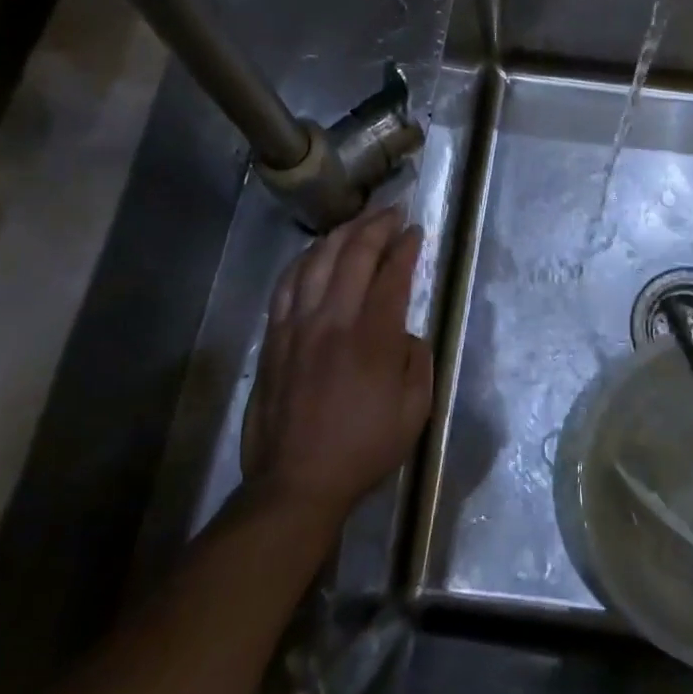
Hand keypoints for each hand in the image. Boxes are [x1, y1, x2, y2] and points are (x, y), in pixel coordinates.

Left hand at [240, 207, 431, 519]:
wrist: (297, 482)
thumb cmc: (364, 447)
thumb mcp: (415, 409)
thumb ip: (418, 360)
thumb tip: (405, 332)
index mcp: (374, 337)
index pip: (392, 274)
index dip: (406, 247)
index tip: (415, 231)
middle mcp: (334, 320)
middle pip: (354, 255)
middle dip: (376, 226)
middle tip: (392, 212)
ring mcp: (298, 326)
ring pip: (316, 261)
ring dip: (340, 234)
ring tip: (357, 222)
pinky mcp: (274, 338)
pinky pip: (286, 285)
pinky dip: (303, 260)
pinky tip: (314, 253)